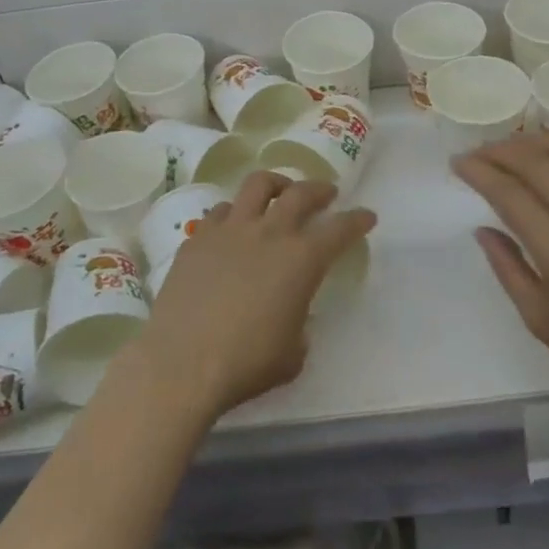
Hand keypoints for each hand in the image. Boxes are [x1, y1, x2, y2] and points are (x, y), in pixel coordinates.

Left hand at [134, 171, 375, 421]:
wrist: (182, 362)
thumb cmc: (246, 363)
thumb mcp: (292, 354)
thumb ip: (299, 325)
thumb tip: (291, 315)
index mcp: (301, 260)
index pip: (340, 229)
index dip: (357, 220)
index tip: (367, 216)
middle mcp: (269, 233)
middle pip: (300, 193)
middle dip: (319, 189)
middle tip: (326, 194)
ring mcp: (229, 230)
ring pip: (257, 185)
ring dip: (275, 185)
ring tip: (279, 192)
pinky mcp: (197, 238)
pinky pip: (220, 212)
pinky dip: (234, 213)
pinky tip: (233, 227)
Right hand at [455, 133, 548, 415]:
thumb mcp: (538, 317)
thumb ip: (506, 266)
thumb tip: (482, 228)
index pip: (509, 193)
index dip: (479, 171)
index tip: (458, 163)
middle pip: (537, 162)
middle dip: (500, 150)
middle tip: (477, 152)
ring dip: (533, 141)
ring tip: (510, 147)